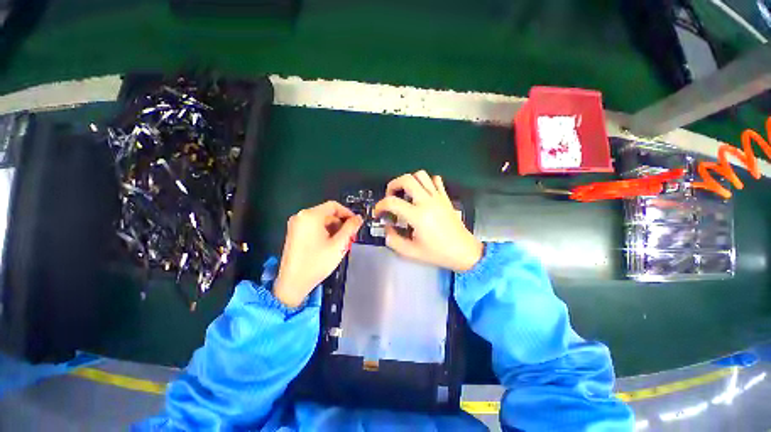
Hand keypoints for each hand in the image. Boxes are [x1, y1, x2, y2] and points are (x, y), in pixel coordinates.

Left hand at [274, 201, 362, 307]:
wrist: (293, 283)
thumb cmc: (317, 262)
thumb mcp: (338, 244)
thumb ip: (350, 228)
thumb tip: (358, 218)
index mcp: (311, 216)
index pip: (334, 206)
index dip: (347, 213)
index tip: (356, 223)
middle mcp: (301, 216)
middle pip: (327, 213)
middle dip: (341, 223)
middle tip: (350, 236)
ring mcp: (296, 225)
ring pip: (321, 221)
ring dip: (334, 228)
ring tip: (342, 242)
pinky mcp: (294, 233)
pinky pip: (314, 227)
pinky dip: (325, 232)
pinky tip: (331, 244)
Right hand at [374, 170, 482, 271]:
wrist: (464, 251)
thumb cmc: (438, 253)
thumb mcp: (411, 252)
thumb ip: (393, 240)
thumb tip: (387, 227)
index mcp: (418, 216)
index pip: (392, 202)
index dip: (380, 205)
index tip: (379, 212)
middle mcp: (427, 202)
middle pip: (406, 179)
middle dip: (393, 185)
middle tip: (390, 197)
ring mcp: (438, 197)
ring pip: (421, 175)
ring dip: (409, 181)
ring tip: (405, 194)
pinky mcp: (445, 197)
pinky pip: (435, 180)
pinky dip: (426, 182)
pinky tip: (422, 193)